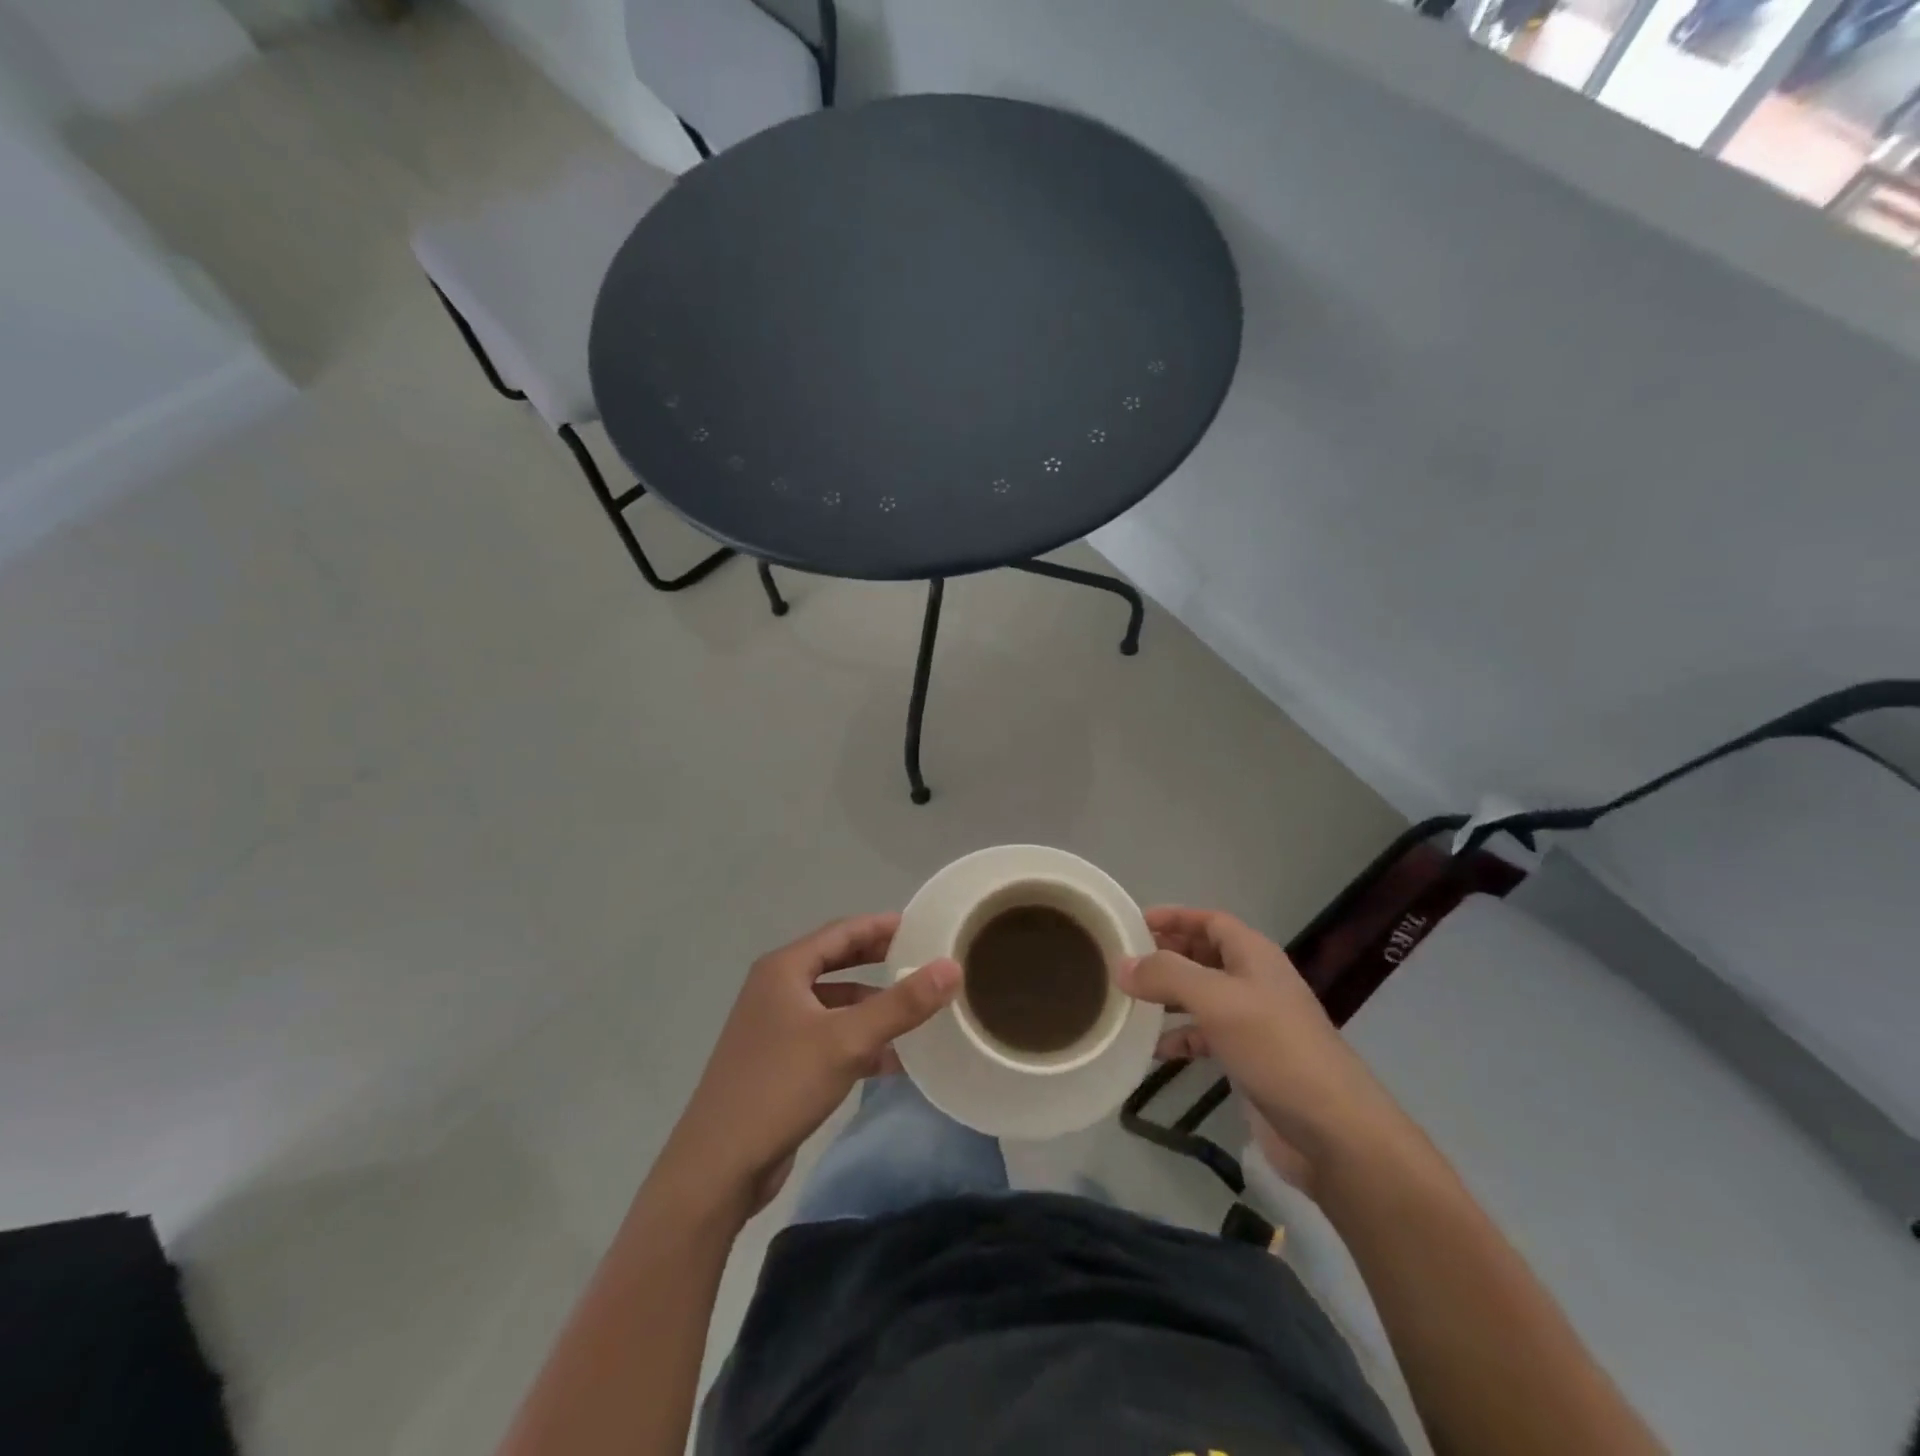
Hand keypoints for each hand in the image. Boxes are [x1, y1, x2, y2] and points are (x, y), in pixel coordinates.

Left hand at [652, 914, 959, 1218]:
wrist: (717, 1167)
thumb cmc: (780, 1087)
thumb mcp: (847, 1041)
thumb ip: (901, 1004)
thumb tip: (951, 967)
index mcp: (784, 970)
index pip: (841, 932)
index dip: (881, 926)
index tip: (922, 926)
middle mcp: (776, 990)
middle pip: (837, 963)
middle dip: (879, 963)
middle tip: (922, 961)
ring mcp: (774, 1028)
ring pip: (834, 1005)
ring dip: (871, 1007)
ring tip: (916, 1013)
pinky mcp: (778, 1063)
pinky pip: (827, 1038)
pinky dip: (858, 1042)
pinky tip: (891, 1061)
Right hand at [1119, 907, 1402, 1178]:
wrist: (1333, 1131)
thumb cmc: (1276, 1049)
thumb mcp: (1217, 1001)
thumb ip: (1167, 976)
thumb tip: (1122, 965)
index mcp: (1254, 956)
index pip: (1210, 921)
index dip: (1175, 917)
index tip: (1134, 922)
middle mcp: (1255, 982)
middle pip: (1205, 955)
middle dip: (1168, 954)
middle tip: (1126, 960)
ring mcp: (1254, 1023)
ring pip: (1203, 996)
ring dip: (1170, 996)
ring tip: (1130, 1001)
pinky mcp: (1251, 1060)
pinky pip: (1207, 1037)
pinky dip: (1181, 1038)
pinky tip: (1156, 1051)